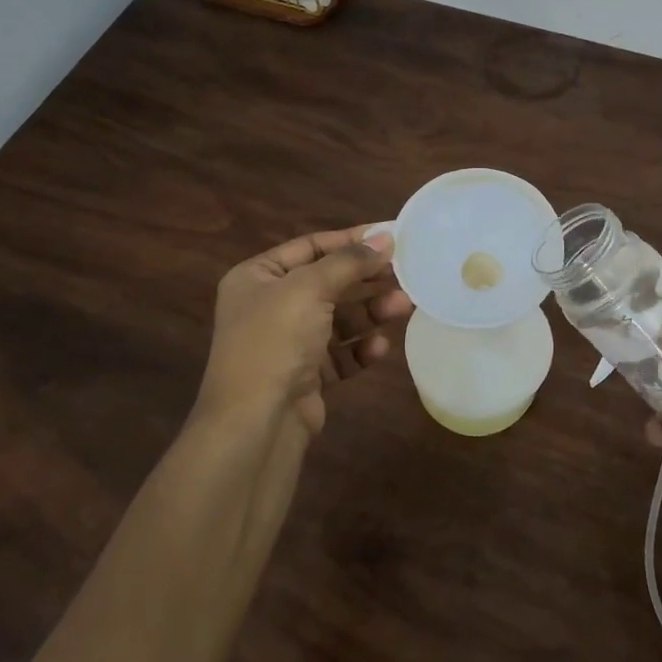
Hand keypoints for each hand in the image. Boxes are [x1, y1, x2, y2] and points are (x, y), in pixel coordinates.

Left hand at [193, 226, 412, 439]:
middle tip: (406, 274)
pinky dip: (360, 349)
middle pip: (328, 283)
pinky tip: (380, 347)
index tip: (391, 237)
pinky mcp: (305, 377)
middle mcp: (269, 307)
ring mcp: (287, 344)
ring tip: (404, 307)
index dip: (350, 240)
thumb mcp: (309, 289)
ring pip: (338, 320)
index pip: (310, 247)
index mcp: (257, 277)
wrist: (255, 424)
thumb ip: (349, 261)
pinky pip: (339, 354)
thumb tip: (385, 238)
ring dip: (370, 312)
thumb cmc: (275, 341)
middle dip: (366, 280)